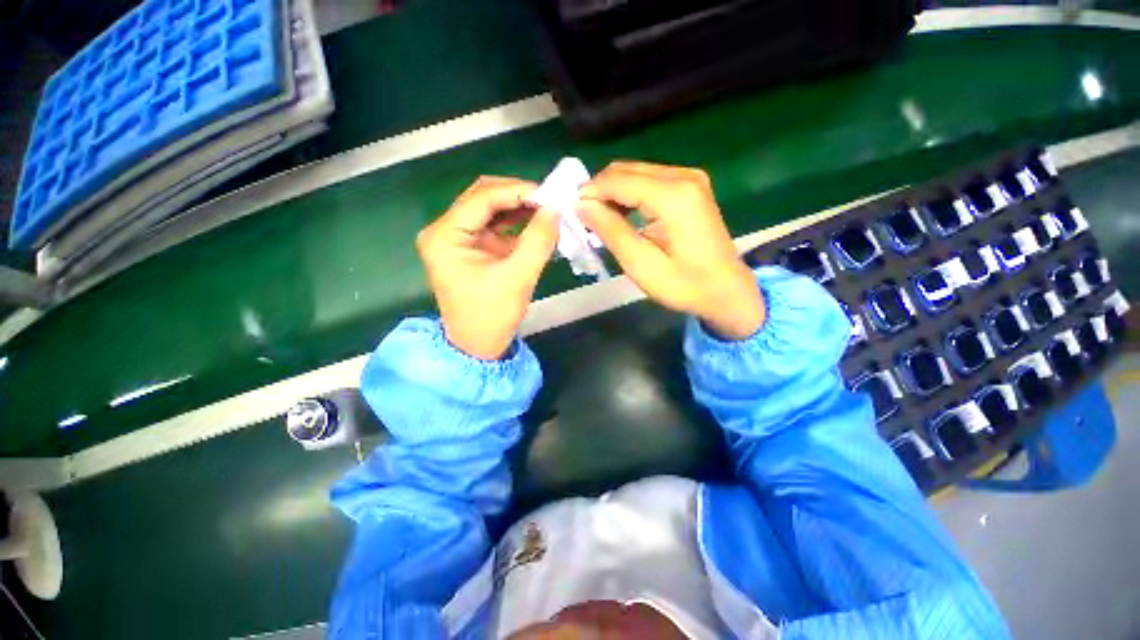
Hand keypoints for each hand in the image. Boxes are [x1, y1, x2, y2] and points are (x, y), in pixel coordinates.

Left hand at [417, 177, 559, 359]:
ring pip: (491, 209)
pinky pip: (495, 225)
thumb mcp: (518, 277)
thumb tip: (556, 209)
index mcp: (445, 236)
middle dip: (518, 196)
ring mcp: (457, 238)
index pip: (482, 197)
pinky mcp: (470, 248)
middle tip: (550, 201)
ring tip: (547, 211)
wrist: (478, 346)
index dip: (518, 191)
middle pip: (483, 197)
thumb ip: (538, 240)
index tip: (550, 194)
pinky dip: (516, 223)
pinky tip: (536, 224)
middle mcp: (445, 230)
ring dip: (519, 208)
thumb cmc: (492, 316)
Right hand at [578, 161, 764, 339]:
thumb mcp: (641, 264)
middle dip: (599, 191)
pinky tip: (621, 216)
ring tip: (598, 221)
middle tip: (582, 218)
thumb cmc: (684, 285)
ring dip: (612, 193)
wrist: (727, 291)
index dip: (589, 192)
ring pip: (636, 173)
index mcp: (673, 196)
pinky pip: (649, 181)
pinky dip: (629, 195)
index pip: (618, 180)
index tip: (568, 210)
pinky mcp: (690, 187)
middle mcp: (683, 176)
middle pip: (626, 170)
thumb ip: (610, 230)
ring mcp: (690, 179)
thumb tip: (581, 205)